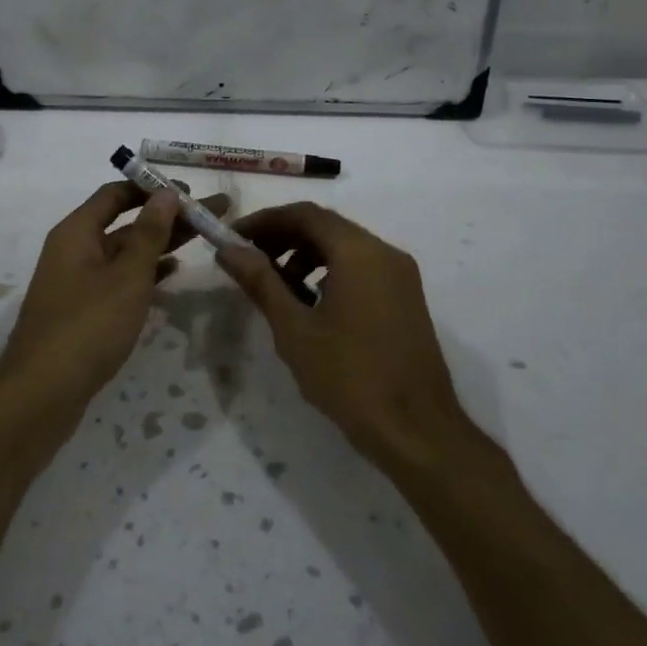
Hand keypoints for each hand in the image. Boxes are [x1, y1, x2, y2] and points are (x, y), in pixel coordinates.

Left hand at [0, 182, 228, 445]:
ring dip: (160, 243)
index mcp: (77, 232)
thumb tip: (166, 193)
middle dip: (168, 216)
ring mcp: (77, 281)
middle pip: (125, 222)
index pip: (116, 193)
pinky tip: (172, 272)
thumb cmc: (87, 327)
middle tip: (214, 213)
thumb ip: (149, 233)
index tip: (191, 192)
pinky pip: (119, 278)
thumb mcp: (126, 276)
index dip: (153, 188)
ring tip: (202, 238)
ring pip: (124, 252)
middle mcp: (74, 249)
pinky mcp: (83, 310)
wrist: (41, 394)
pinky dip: (145, 272)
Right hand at [216, 202, 474, 471]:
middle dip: (283, 237)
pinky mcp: (406, 298)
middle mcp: (384, 252)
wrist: (417, 431)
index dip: (264, 221)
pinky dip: (330, 271)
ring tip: (276, 286)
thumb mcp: (295, 329)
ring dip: (305, 255)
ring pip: (345, 247)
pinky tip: (310, 304)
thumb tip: (229, 250)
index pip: (305, 214)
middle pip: (326, 226)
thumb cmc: (349, 377)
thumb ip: (261, 281)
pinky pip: (362, 268)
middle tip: (247, 259)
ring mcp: (401, 275)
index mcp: (359, 252)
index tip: (233, 239)